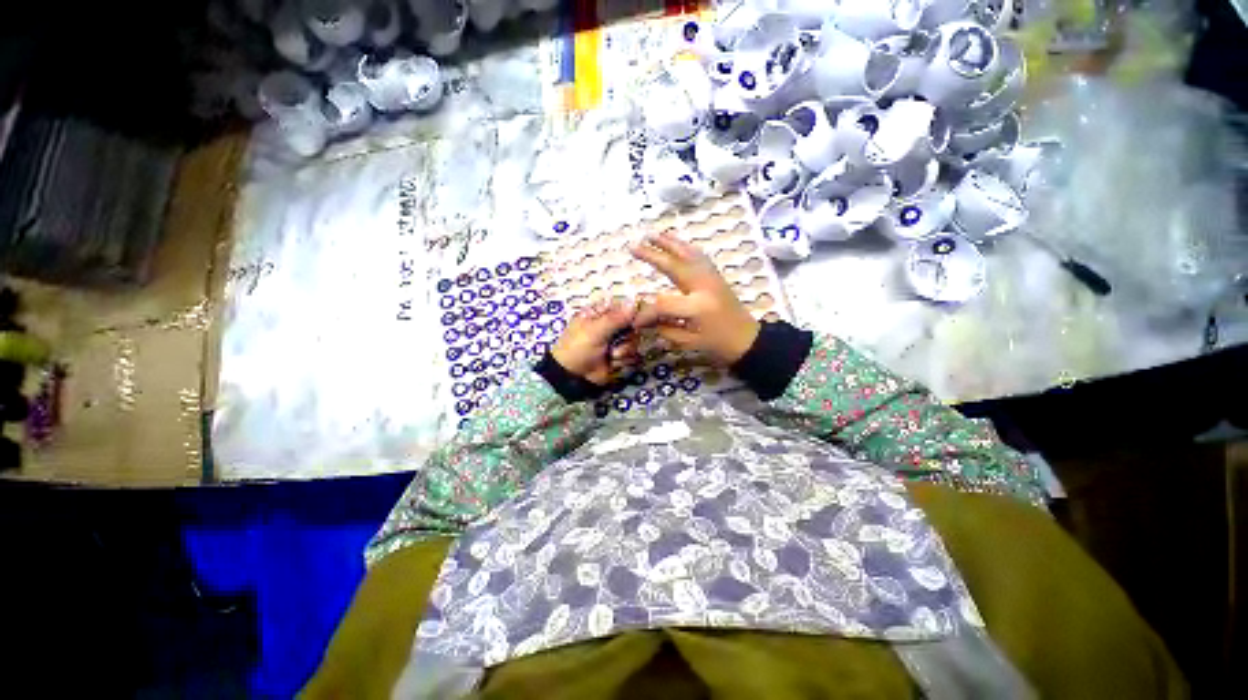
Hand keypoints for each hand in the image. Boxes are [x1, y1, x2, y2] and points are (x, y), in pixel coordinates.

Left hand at [551, 299, 641, 384]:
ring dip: (624, 350)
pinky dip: (624, 360)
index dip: (631, 312)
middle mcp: (610, 325)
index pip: (622, 306)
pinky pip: (632, 355)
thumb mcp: (594, 331)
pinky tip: (613, 363)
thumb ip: (615, 319)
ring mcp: (616, 341)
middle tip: (618, 342)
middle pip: (632, 324)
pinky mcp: (619, 356)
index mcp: (600, 314)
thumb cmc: (578, 349)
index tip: (634, 321)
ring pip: (634, 341)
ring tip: (612, 356)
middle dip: (627, 336)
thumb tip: (634, 304)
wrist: (573, 378)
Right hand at [629, 232, 759, 365]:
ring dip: (669, 243)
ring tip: (651, 234)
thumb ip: (664, 329)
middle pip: (674, 265)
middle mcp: (704, 286)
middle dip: (652, 255)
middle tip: (633, 246)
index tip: (636, 321)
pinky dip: (684, 247)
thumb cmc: (718, 344)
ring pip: (688, 254)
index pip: (662, 304)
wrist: (747, 339)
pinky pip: (698, 255)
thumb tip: (644, 319)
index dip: (646, 312)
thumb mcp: (688, 343)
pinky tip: (675, 243)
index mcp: (697, 307)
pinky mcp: (716, 275)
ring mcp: (712, 277)